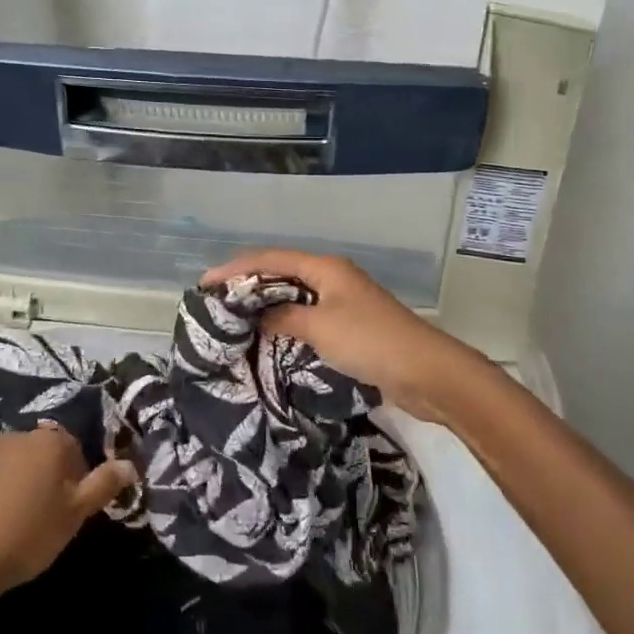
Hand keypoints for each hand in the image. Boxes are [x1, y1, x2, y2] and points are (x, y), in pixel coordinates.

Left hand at [0, 426, 136, 606]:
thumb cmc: (26, 536)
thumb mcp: (74, 516)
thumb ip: (103, 485)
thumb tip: (130, 463)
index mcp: (50, 442)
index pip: (74, 447)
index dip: (78, 474)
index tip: (74, 504)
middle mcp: (18, 435)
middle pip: (41, 447)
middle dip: (46, 470)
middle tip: (46, 508)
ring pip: (8, 453)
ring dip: (15, 471)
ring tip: (14, 509)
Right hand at [201, 249, 488, 422]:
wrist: (428, 373)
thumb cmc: (371, 342)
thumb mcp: (320, 328)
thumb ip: (284, 318)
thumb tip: (257, 316)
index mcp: (325, 268)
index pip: (270, 259)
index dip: (236, 268)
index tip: (205, 284)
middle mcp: (332, 278)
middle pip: (282, 273)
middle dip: (249, 284)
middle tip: (216, 302)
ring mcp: (343, 301)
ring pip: (295, 296)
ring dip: (267, 304)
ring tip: (236, 319)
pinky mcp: (350, 326)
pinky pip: (308, 316)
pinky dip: (286, 322)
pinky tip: (270, 337)